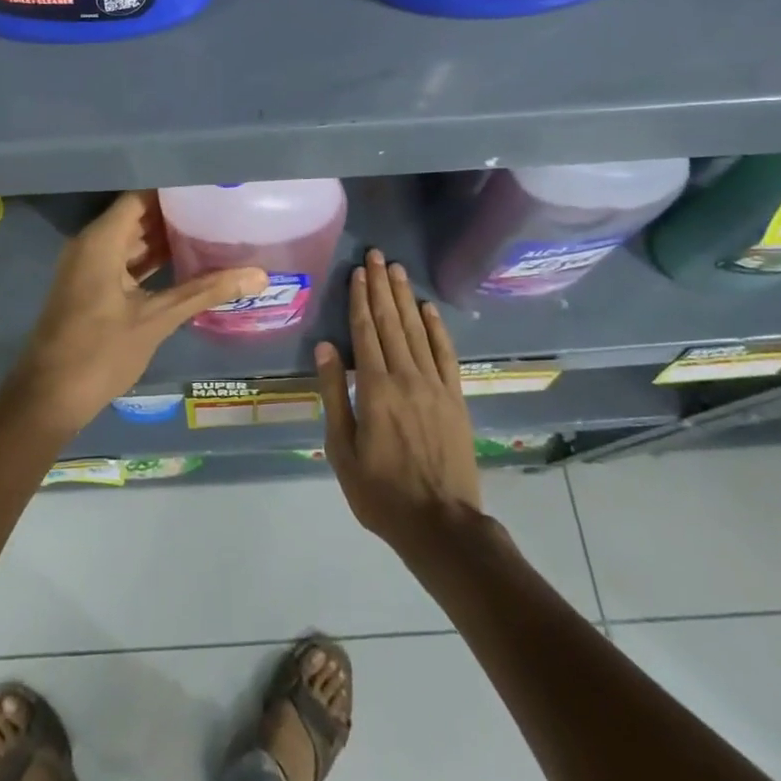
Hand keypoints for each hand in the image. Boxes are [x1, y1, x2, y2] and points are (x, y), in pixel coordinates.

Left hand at [2, 191, 266, 438]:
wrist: (48, 400)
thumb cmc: (99, 353)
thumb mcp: (156, 320)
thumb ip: (204, 292)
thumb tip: (258, 275)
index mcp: (100, 241)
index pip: (140, 197)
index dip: (173, 189)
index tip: (208, 185)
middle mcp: (91, 245)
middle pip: (137, 215)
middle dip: (174, 212)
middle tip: (218, 206)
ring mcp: (88, 267)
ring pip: (131, 239)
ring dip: (164, 237)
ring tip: (210, 229)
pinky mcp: (91, 288)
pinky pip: (124, 260)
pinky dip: (151, 259)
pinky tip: (186, 262)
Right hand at [315, 250, 482, 557]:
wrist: (441, 524)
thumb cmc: (381, 492)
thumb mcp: (342, 449)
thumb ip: (334, 394)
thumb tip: (325, 347)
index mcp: (374, 388)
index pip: (365, 331)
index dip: (360, 298)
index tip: (358, 271)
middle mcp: (405, 376)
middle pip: (390, 322)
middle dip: (381, 286)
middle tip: (377, 255)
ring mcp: (435, 385)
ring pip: (417, 330)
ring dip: (405, 298)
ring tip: (397, 270)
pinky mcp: (455, 398)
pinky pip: (445, 354)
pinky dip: (436, 328)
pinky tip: (428, 308)